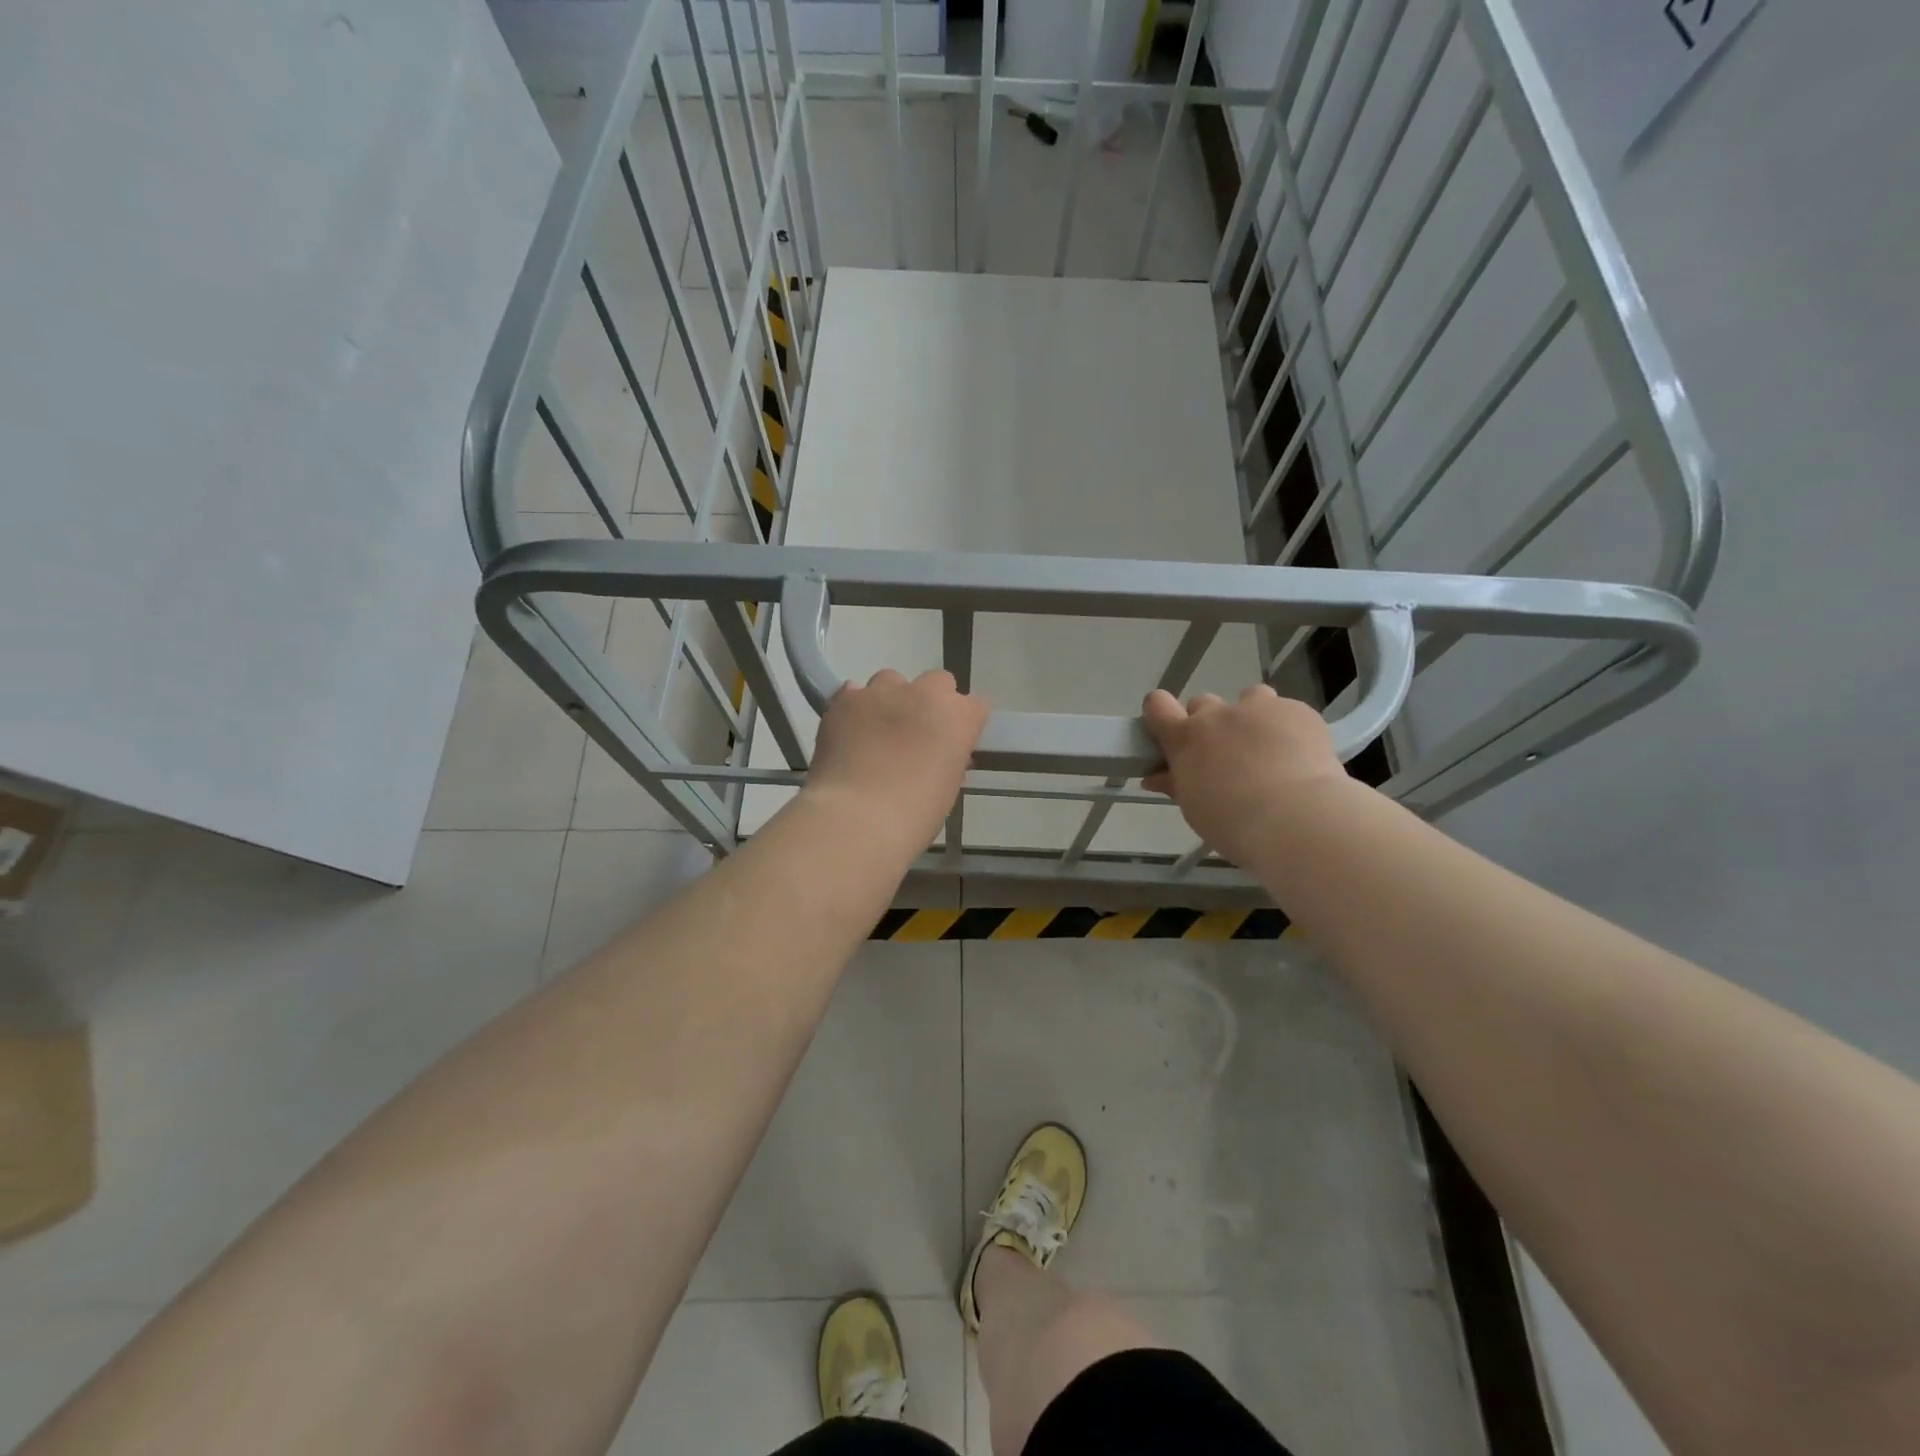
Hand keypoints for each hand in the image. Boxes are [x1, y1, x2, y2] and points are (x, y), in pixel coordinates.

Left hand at [803, 669, 990, 853]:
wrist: (857, 818)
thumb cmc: (913, 816)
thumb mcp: (946, 789)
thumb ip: (948, 760)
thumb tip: (939, 754)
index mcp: (959, 718)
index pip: (976, 705)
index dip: (965, 723)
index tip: (955, 742)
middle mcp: (924, 694)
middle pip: (937, 682)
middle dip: (931, 702)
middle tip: (917, 733)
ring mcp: (881, 693)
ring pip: (891, 681)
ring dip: (890, 700)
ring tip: (877, 731)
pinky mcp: (844, 700)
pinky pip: (854, 693)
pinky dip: (855, 709)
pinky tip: (849, 732)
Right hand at [1142, 685, 1348, 864]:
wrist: (1294, 818)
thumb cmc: (1232, 822)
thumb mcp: (1194, 807)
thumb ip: (1176, 784)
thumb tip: (1155, 777)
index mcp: (1185, 738)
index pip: (1157, 705)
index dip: (1161, 713)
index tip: (1169, 731)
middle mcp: (1218, 715)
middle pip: (1203, 704)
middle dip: (1210, 723)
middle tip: (1225, 754)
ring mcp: (1259, 708)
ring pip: (1249, 698)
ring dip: (1251, 716)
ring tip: (1267, 748)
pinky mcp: (1296, 710)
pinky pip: (1286, 710)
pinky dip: (1288, 727)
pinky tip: (1300, 755)